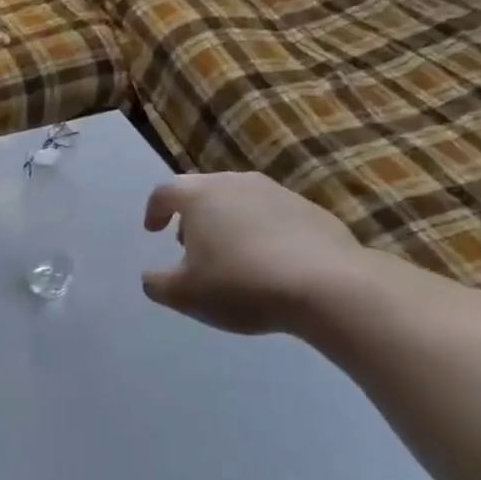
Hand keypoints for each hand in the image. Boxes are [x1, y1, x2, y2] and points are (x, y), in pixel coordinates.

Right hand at [141, 173, 365, 334]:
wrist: (328, 287)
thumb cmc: (241, 284)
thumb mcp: (184, 295)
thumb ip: (157, 284)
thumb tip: (151, 277)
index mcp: (200, 196)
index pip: (165, 191)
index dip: (154, 210)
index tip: (153, 231)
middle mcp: (237, 183)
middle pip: (204, 190)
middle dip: (191, 215)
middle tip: (189, 244)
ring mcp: (278, 193)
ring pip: (240, 200)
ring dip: (227, 222)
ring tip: (229, 255)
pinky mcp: (312, 210)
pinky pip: (272, 215)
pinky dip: (260, 231)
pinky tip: (268, 263)